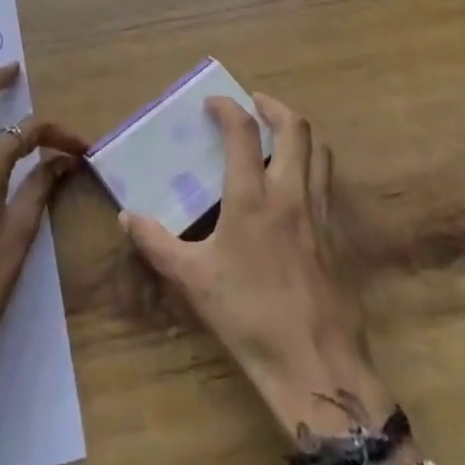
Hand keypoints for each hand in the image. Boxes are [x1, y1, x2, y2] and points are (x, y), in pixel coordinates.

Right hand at [119, 94, 414, 464]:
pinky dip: (312, 166)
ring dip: (299, 133)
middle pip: (295, 128)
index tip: (214, 102)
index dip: (228, 108)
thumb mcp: (192, 279)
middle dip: (274, 107)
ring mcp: (319, 212)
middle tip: (255, 104)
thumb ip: (157, 243)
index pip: (243, 132)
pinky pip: (327, 183)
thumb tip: (127, 217)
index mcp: (252, 197)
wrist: (314, 362)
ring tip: (280, 134)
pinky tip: (296, 185)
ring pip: (319, 151)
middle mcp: (290, 192)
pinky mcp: (337, 235)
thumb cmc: (248, 316)